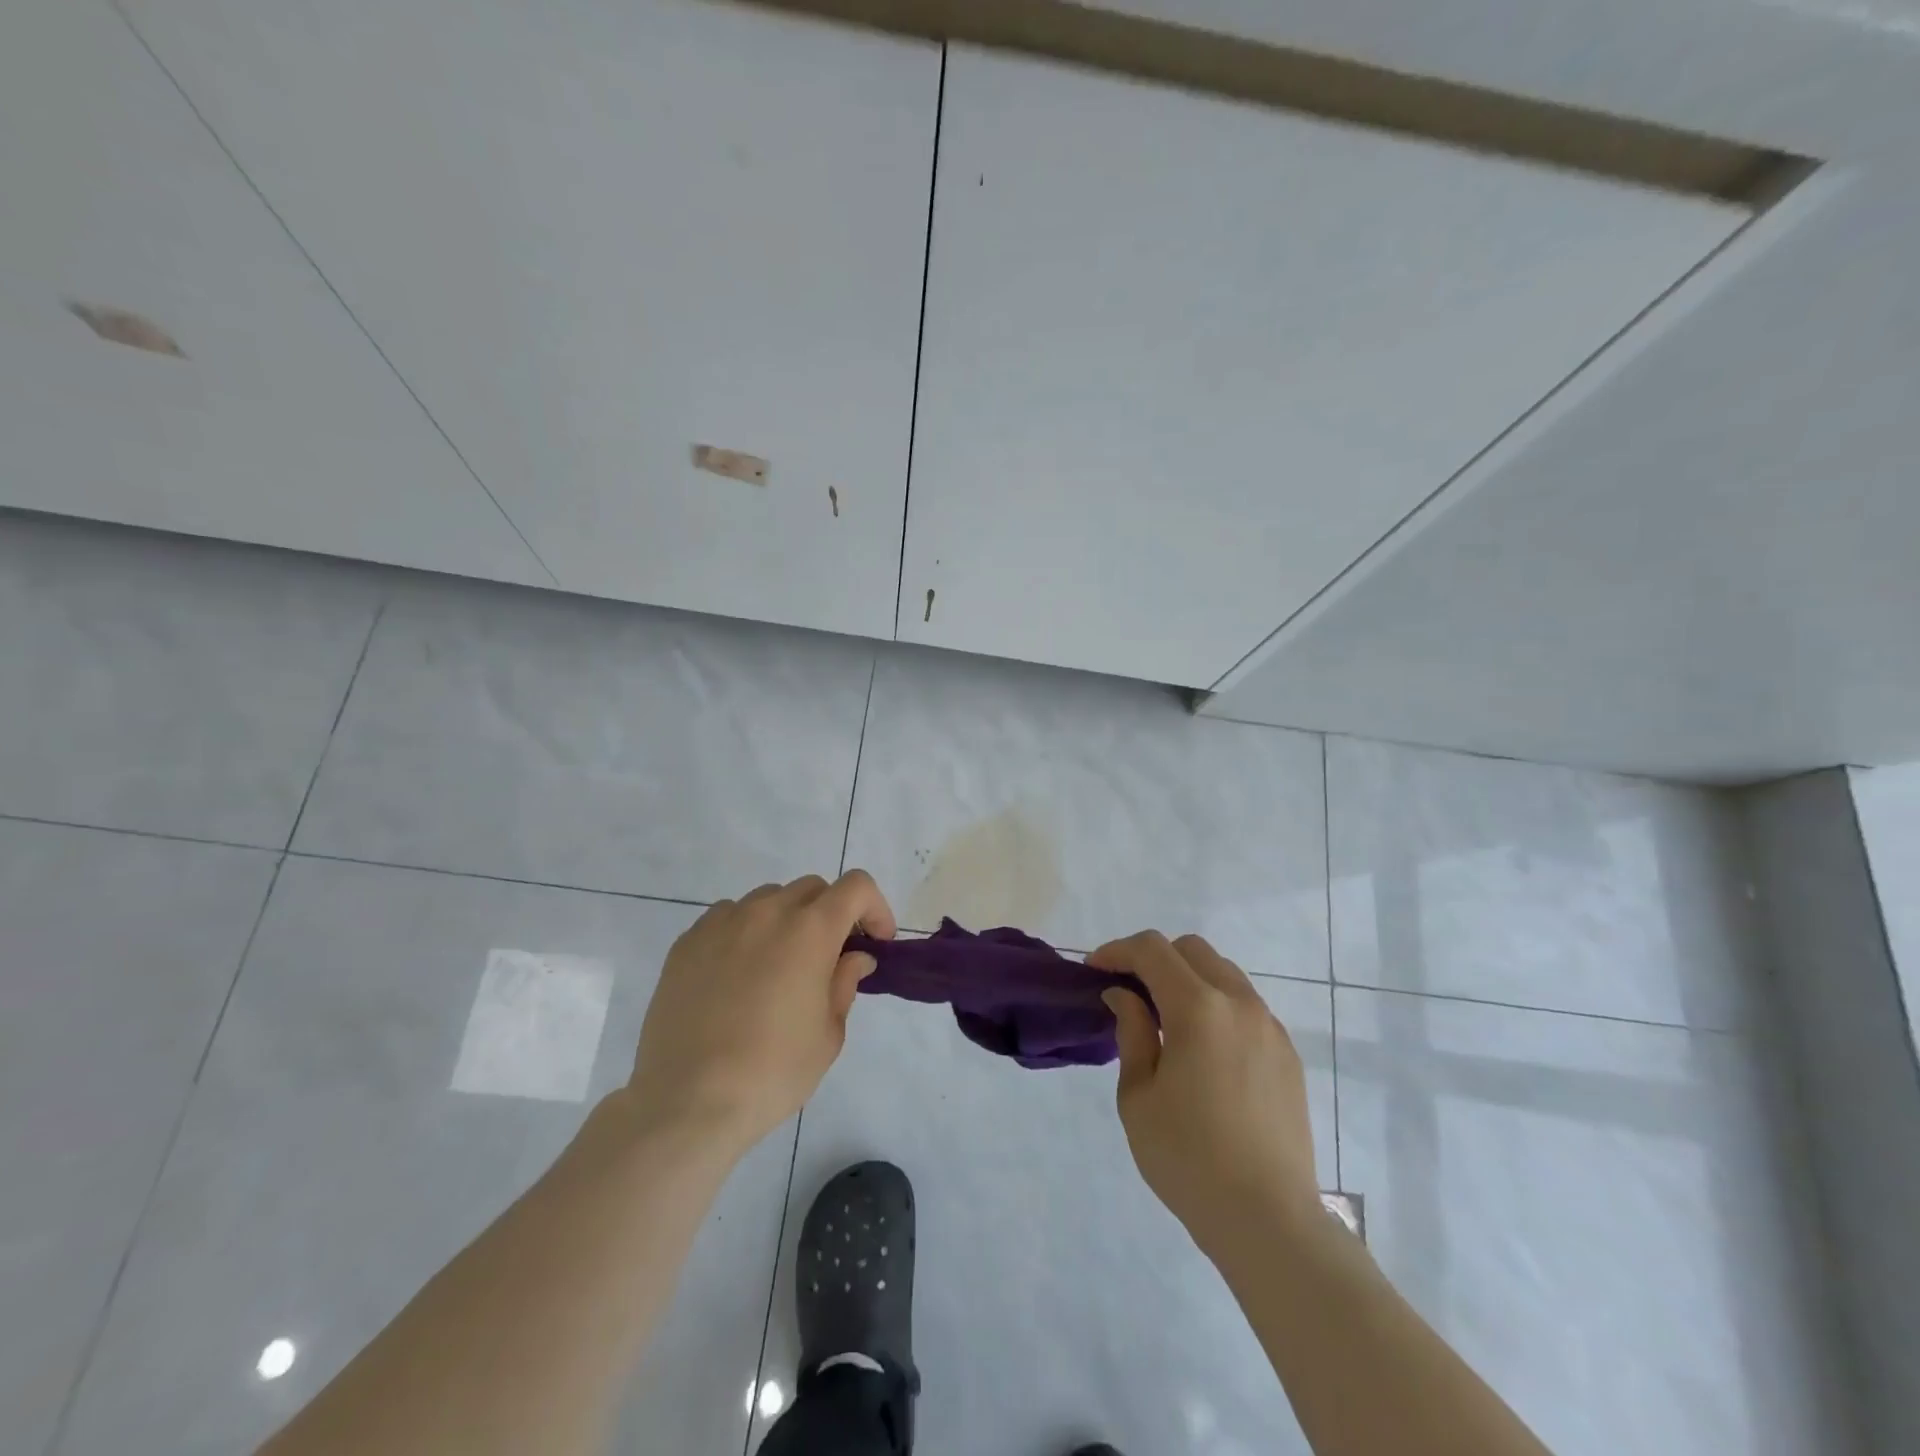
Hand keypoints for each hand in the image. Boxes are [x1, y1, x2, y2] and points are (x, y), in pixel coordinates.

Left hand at [627, 870, 894, 1155]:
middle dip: (831, 914)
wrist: (686, 1101)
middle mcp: (767, 912)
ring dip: (786, 920)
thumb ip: (845, 983)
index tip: (875, 942)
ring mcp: (722, 923)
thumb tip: (853, 957)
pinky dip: (745, 932)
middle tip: (830, 958)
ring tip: (779, 966)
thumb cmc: (772, 1071)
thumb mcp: (828, 1034)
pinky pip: (727, 918)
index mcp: (810, 930)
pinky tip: (738, 975)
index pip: (856, 886)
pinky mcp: (687, 942)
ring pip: (768, 899)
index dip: (874, 908)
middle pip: (812, 889)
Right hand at [1089, 931, 1321, 1253]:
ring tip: (1165, 1019)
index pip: (1152, 950)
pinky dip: (1216, 1005)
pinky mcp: (1287, 1054)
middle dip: (1154, 959)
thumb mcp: (1138, 1095)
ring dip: (1188, 979)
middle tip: (1128, 992)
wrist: (1269, 1220)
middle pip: (1191, 950)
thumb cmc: (1188, 1159)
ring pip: (1223, 973)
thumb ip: (1131, 1032)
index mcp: (1198, 1008)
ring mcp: (1269, 1027)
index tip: (1094, 971)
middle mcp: (1239, 1003)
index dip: (1117, 952)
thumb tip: (1124, 995)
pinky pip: (1245, 1006)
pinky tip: (1202, 1048)